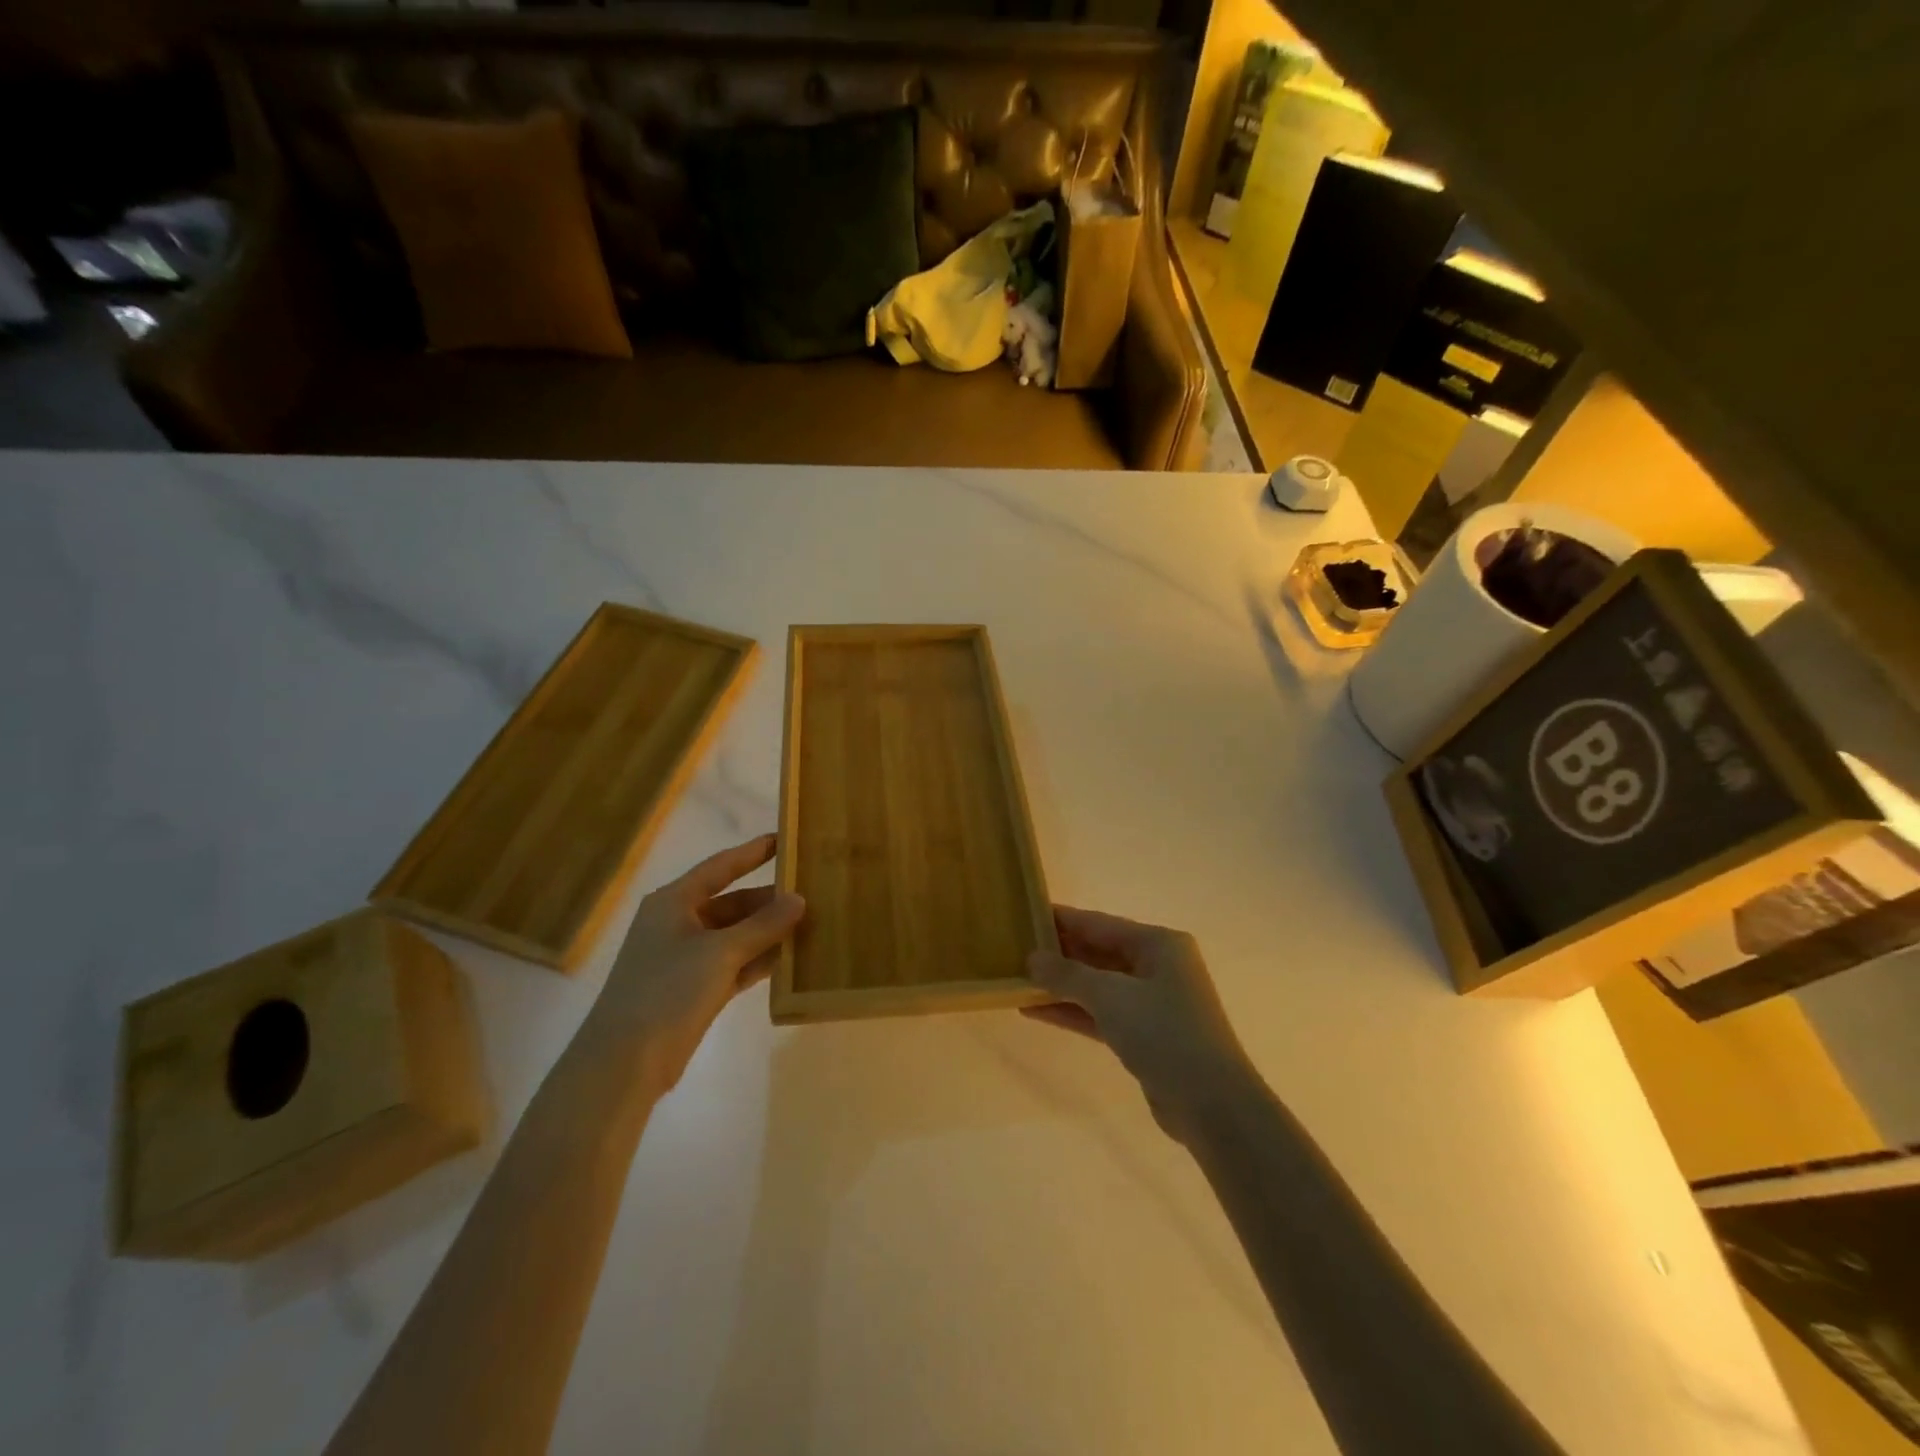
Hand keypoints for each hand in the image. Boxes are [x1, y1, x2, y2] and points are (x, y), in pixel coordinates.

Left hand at [590, 833, 804, 1094]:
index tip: (784, 839)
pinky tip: (791, 958)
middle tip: (811, 893)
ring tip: (810, 923)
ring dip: (768, 931)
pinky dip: (758, 960)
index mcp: (673, 902)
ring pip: (736, 935)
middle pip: (731, 902)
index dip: (752, 853)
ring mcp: (685, 958)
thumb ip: (764, 924)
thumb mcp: (721, 952)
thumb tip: (799, 898)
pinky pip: (734, 964)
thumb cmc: (668, 990)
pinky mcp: (693, 990)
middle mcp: (678, 924)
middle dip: (769, 900)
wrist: (625, 1063)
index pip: (720, 867)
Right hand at [1023, 906, 1256, 1144]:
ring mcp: (1153, 1003)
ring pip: (1098, 986)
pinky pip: (1102, 1014)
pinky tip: (1036, 1011)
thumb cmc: (1164, 1033)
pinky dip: (1073, 1011)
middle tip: (1015, 950)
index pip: (1099, 923)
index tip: (1026, 914)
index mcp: (1159, 944)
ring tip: (1017, 980)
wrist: (1212, 1105)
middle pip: (1099, 952)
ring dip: (1061, 986)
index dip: (1062, 920)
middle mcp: (1158, 966)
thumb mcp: (1110, 996)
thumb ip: (1068, 974)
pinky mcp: (1146, 1036)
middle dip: (1059, 954)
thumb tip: (1032, 958)